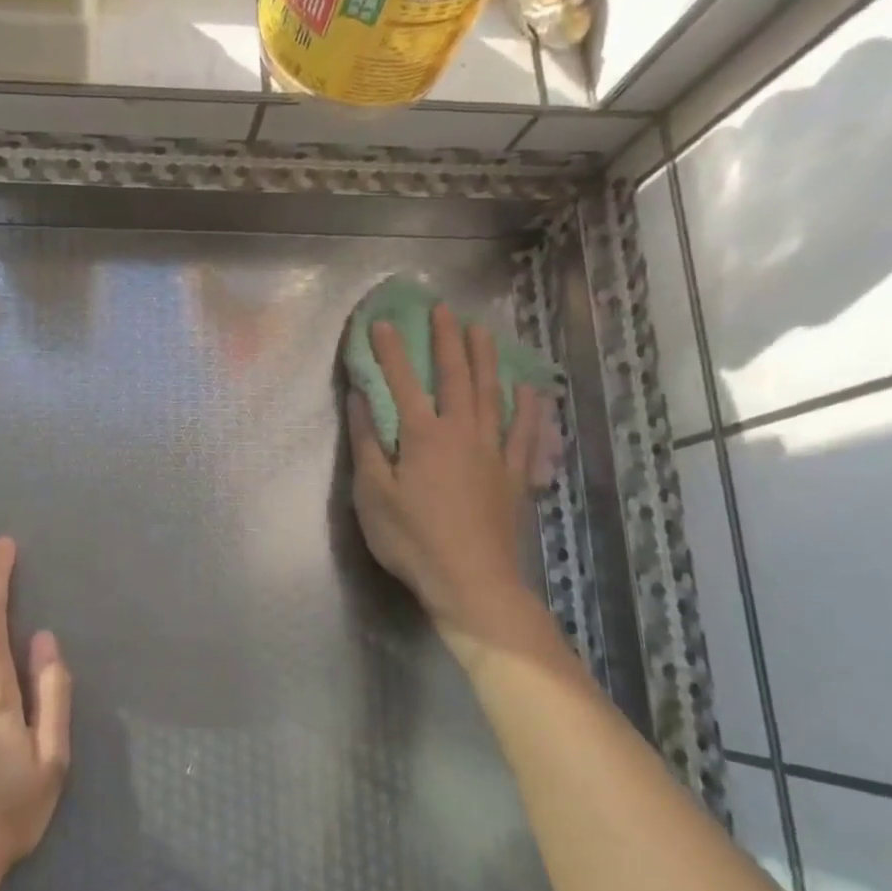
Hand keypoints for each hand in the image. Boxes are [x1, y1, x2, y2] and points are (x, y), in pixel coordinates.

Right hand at [349, 304, 549, 648]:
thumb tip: (361, 398)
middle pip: (456, 376)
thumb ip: (367, 442)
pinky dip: (528, 408)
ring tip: (482, 330)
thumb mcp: (373, 494)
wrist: (471, 581)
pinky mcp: (514, 475)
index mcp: (423, 435)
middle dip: (446, 340)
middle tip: (443, 309)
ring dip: (486, 359)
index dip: (391, 350)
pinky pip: (525, 432)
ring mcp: (494, 452)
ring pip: (492, 394)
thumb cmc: (412, 539)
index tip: (382, 321)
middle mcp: (462, 432)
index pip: (403, 382)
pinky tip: (531, 389)